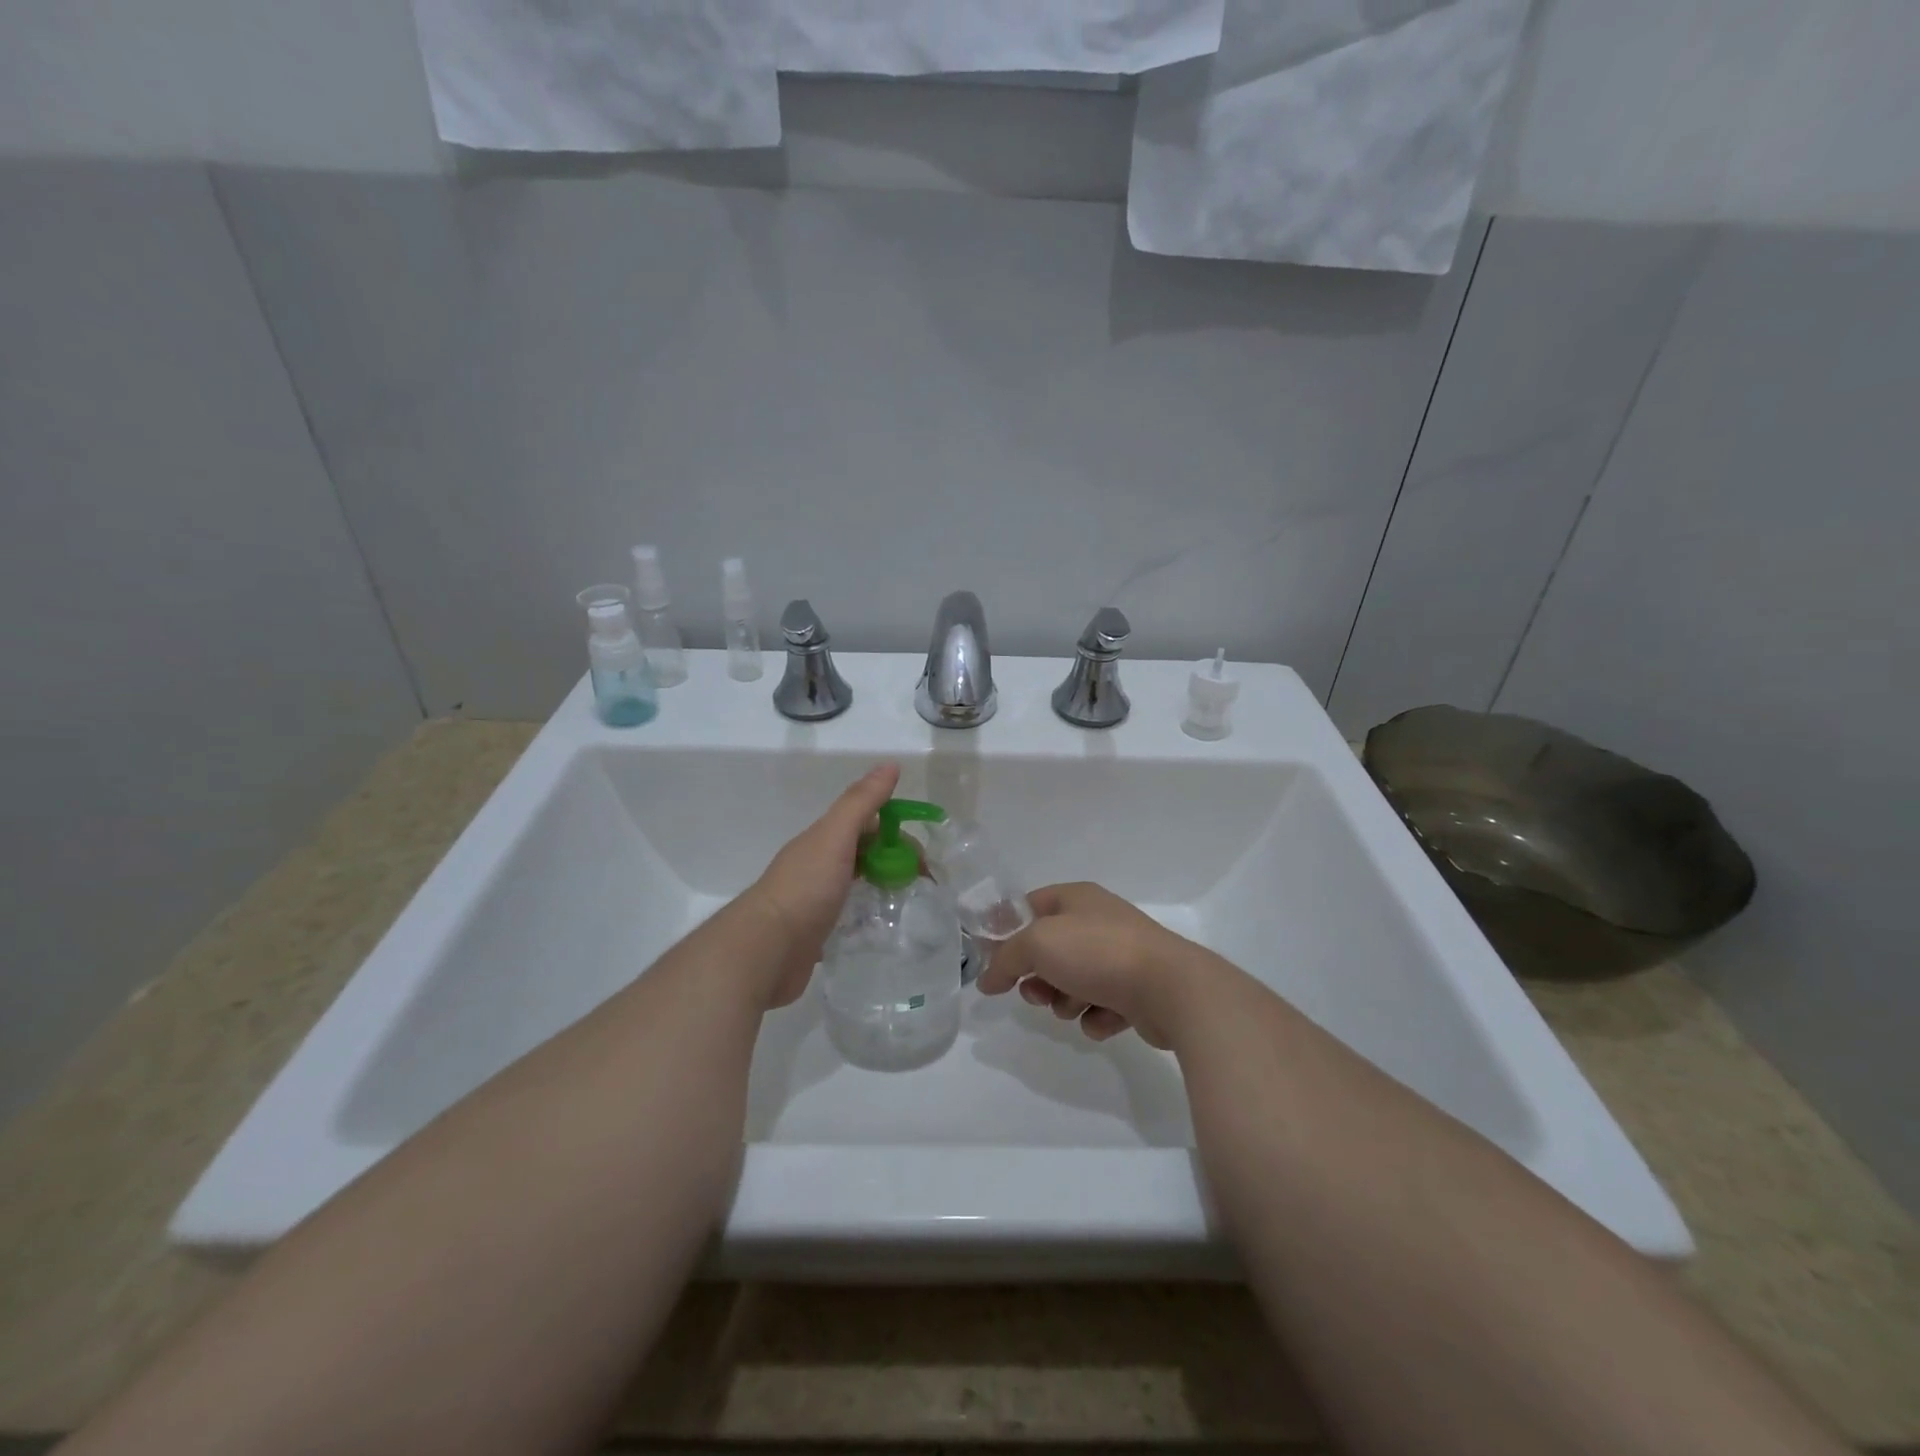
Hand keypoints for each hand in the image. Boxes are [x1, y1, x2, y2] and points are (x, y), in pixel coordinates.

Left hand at [740, 763, 900, 1008]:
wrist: (766, 950)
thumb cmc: (805, 888)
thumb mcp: (835, 837)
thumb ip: (861, 802)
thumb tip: (891, 765)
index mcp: (822, 839)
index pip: (867, 824)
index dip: (897, 833)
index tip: (923, 856)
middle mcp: (817, 865)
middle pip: (863, 853)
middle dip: (893, 861)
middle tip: (922, 883)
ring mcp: (814, 899)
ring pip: (856, 883)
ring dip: (881, 886)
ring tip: (909, 904)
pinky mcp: (816, 932)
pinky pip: (848, 914)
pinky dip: (868, 915)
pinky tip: (882, 927)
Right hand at [977, 882, 1205, 1047]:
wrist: (1170, 988)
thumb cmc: (1098, 952)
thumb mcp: (1037, 944)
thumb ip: (1005, 959)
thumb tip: (985, 979)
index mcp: (1076, 898)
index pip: (1028, 905)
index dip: (1006, 931)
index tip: (991, 960)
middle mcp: (1098, 922)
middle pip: (1049, 950)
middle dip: (1037, 977)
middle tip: (1035, 993)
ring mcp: (1120, 957)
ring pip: (1073, 982)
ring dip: (1065, 1001)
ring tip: (1074, 1007)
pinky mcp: (1137, 992)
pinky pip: (1101, 1007)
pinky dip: (1097, 1017)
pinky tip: (1104, 1018)